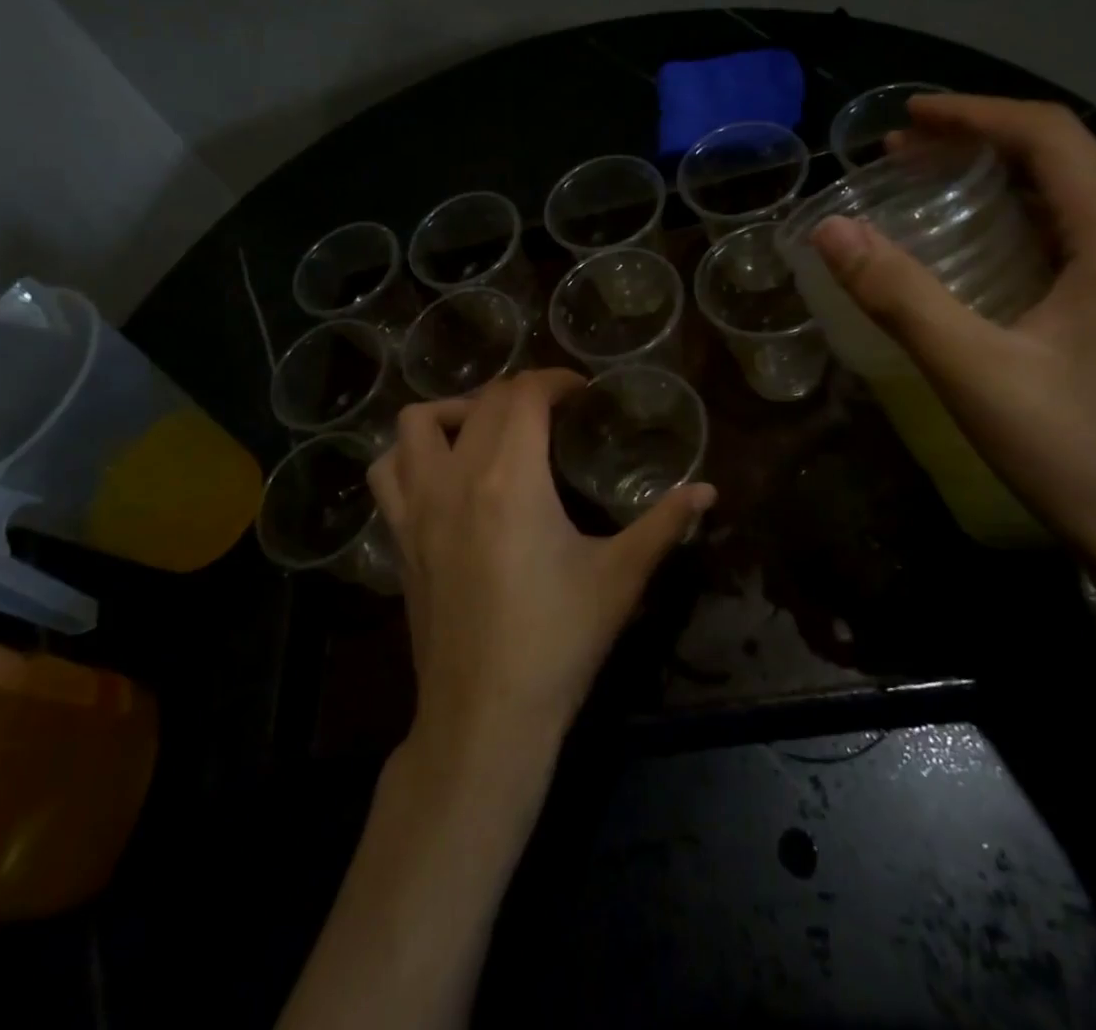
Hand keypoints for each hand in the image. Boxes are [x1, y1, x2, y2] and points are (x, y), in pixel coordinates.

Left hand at [368, 370, 715, 759]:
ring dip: (454, 410)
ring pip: (417, 422)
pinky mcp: (399, 536)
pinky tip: (439, 471)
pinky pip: (387, 471)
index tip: (581, 392)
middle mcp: (456, 477)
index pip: (526, 395)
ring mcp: (418, 506)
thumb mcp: (620, 577)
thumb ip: (664, 524)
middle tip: (553, 412)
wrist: (486, 714)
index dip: (556, 380)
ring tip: (487, 429)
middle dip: (521, 393)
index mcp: (511, 478)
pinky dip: (408, 453)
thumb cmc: (559, 642)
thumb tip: (708, 490)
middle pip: (483, 402)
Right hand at [810, 94, 1095, 576]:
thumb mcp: (974, 372)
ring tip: (933, 183)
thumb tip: (830, 230)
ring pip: (1087, 185)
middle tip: (901, 156)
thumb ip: (899, 294)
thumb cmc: (1078, 453)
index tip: (903, 117)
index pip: (1048, 135)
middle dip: (980, 143)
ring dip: (1008, 175)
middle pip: (1069, 154)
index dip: (970, 115)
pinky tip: (994, 233)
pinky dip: (1037, 209)